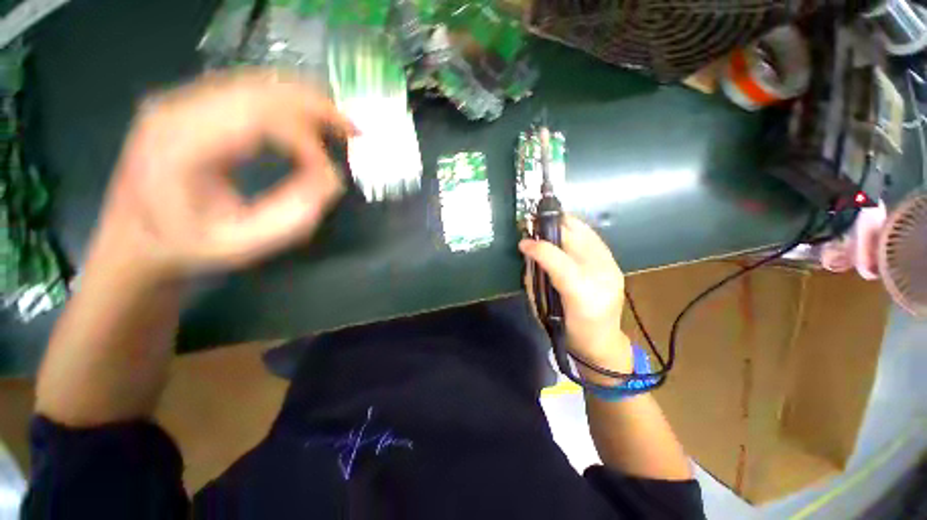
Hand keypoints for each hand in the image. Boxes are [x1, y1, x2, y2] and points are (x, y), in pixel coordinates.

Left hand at [91, 70, 355, 280]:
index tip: (330, 174)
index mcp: (180, 145)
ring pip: (260, 83)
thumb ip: (295, 212)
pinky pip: (252, 92)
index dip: (306, 143)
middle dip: (317, 109)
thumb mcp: (246, 244)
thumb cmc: (188, 248)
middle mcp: (178, 108)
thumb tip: (332, 176)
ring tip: (340, 125)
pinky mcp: (194, 106)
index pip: (259, 119)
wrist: (138, 240)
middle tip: (355, 131)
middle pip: (262, 89)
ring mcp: (184, 101)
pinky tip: (310, 122)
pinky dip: (290, 104)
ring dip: (307, 102)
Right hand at [520, 216, 631, 372]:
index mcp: (580, 293)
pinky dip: (575, 229)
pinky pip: (592, 237)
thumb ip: (533, 280)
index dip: (538, 247)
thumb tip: (527, 254)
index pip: (558, 261)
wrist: (602, 342)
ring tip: (544, 223)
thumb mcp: (543, 309)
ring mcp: (611, 267)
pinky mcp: (614, 263)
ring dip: (562, 223)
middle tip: (532, 223)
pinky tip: (563, 231)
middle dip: (550, 225)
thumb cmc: (566, 329)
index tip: (522, 242)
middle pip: (574, 237)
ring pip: (584, 231)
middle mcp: (600, 275)